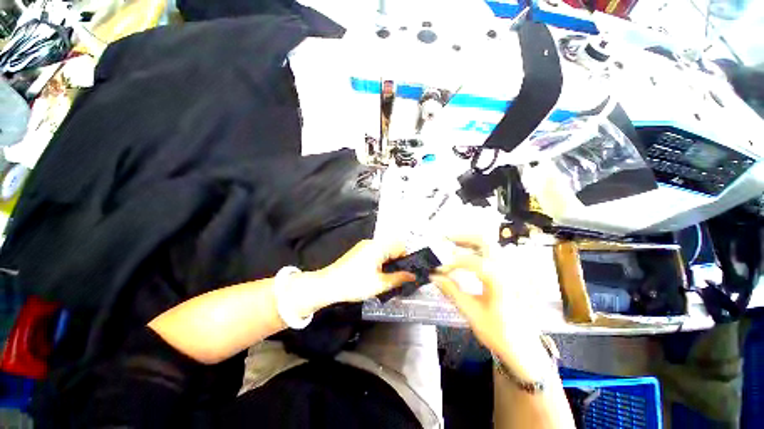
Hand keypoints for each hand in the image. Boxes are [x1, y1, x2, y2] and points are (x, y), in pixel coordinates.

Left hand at [314, 239, 415, 304]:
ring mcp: (364, 246)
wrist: (328, 285)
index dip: (406, 258)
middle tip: (398, 276)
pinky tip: (377, 274)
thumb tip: (413, 276)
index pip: (400, 246)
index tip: (407, 272)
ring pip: (384, 250)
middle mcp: (372, 242)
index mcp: (378, 247)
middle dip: (397, 260)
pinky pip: (375, 252)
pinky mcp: (358, 251)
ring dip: (389, 261)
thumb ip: (399, 278)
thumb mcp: (380, 284)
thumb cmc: (355, 284)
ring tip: (388, 277)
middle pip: (392, 247)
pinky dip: (380, 261)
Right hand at [430, 237, 549, 377]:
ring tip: (453, 246)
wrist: (526, 348)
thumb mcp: (472, 314)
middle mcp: (510, 270)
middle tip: (445, 239)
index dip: (451, 263)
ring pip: (490, 245)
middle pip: (485, 241)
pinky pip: (494, 254)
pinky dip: (479, 251)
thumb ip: (452, 291)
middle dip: (463, 238)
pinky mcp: (514, 274)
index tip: (438, 270)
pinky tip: (468, 256)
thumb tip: (434, 277)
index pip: (471, 261)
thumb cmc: (499, 334)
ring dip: (470, 243)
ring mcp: (514, 270)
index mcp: (501, 282)